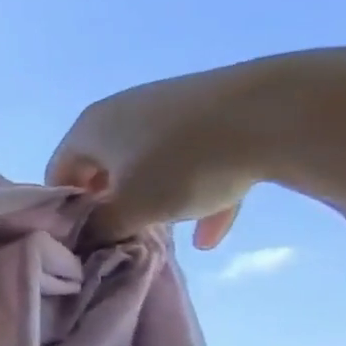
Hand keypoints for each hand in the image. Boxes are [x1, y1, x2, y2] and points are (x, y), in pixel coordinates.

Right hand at [45, 57, 303, 246]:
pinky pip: (197, 159)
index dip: (68, 208)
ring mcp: (173, 108)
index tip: (87, 236)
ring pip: (152, 165)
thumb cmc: (186, 163)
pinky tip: (213, 234)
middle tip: (125, 235)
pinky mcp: (218, 111)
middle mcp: (123, 111)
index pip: (59, 173)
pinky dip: (199, 192)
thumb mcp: (134, 209)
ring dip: (156, 200)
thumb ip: (100, 229)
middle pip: (105, 168)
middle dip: (114, 205)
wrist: (286, 112)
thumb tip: (87, 238)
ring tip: (168, 232)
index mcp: (90, 128)